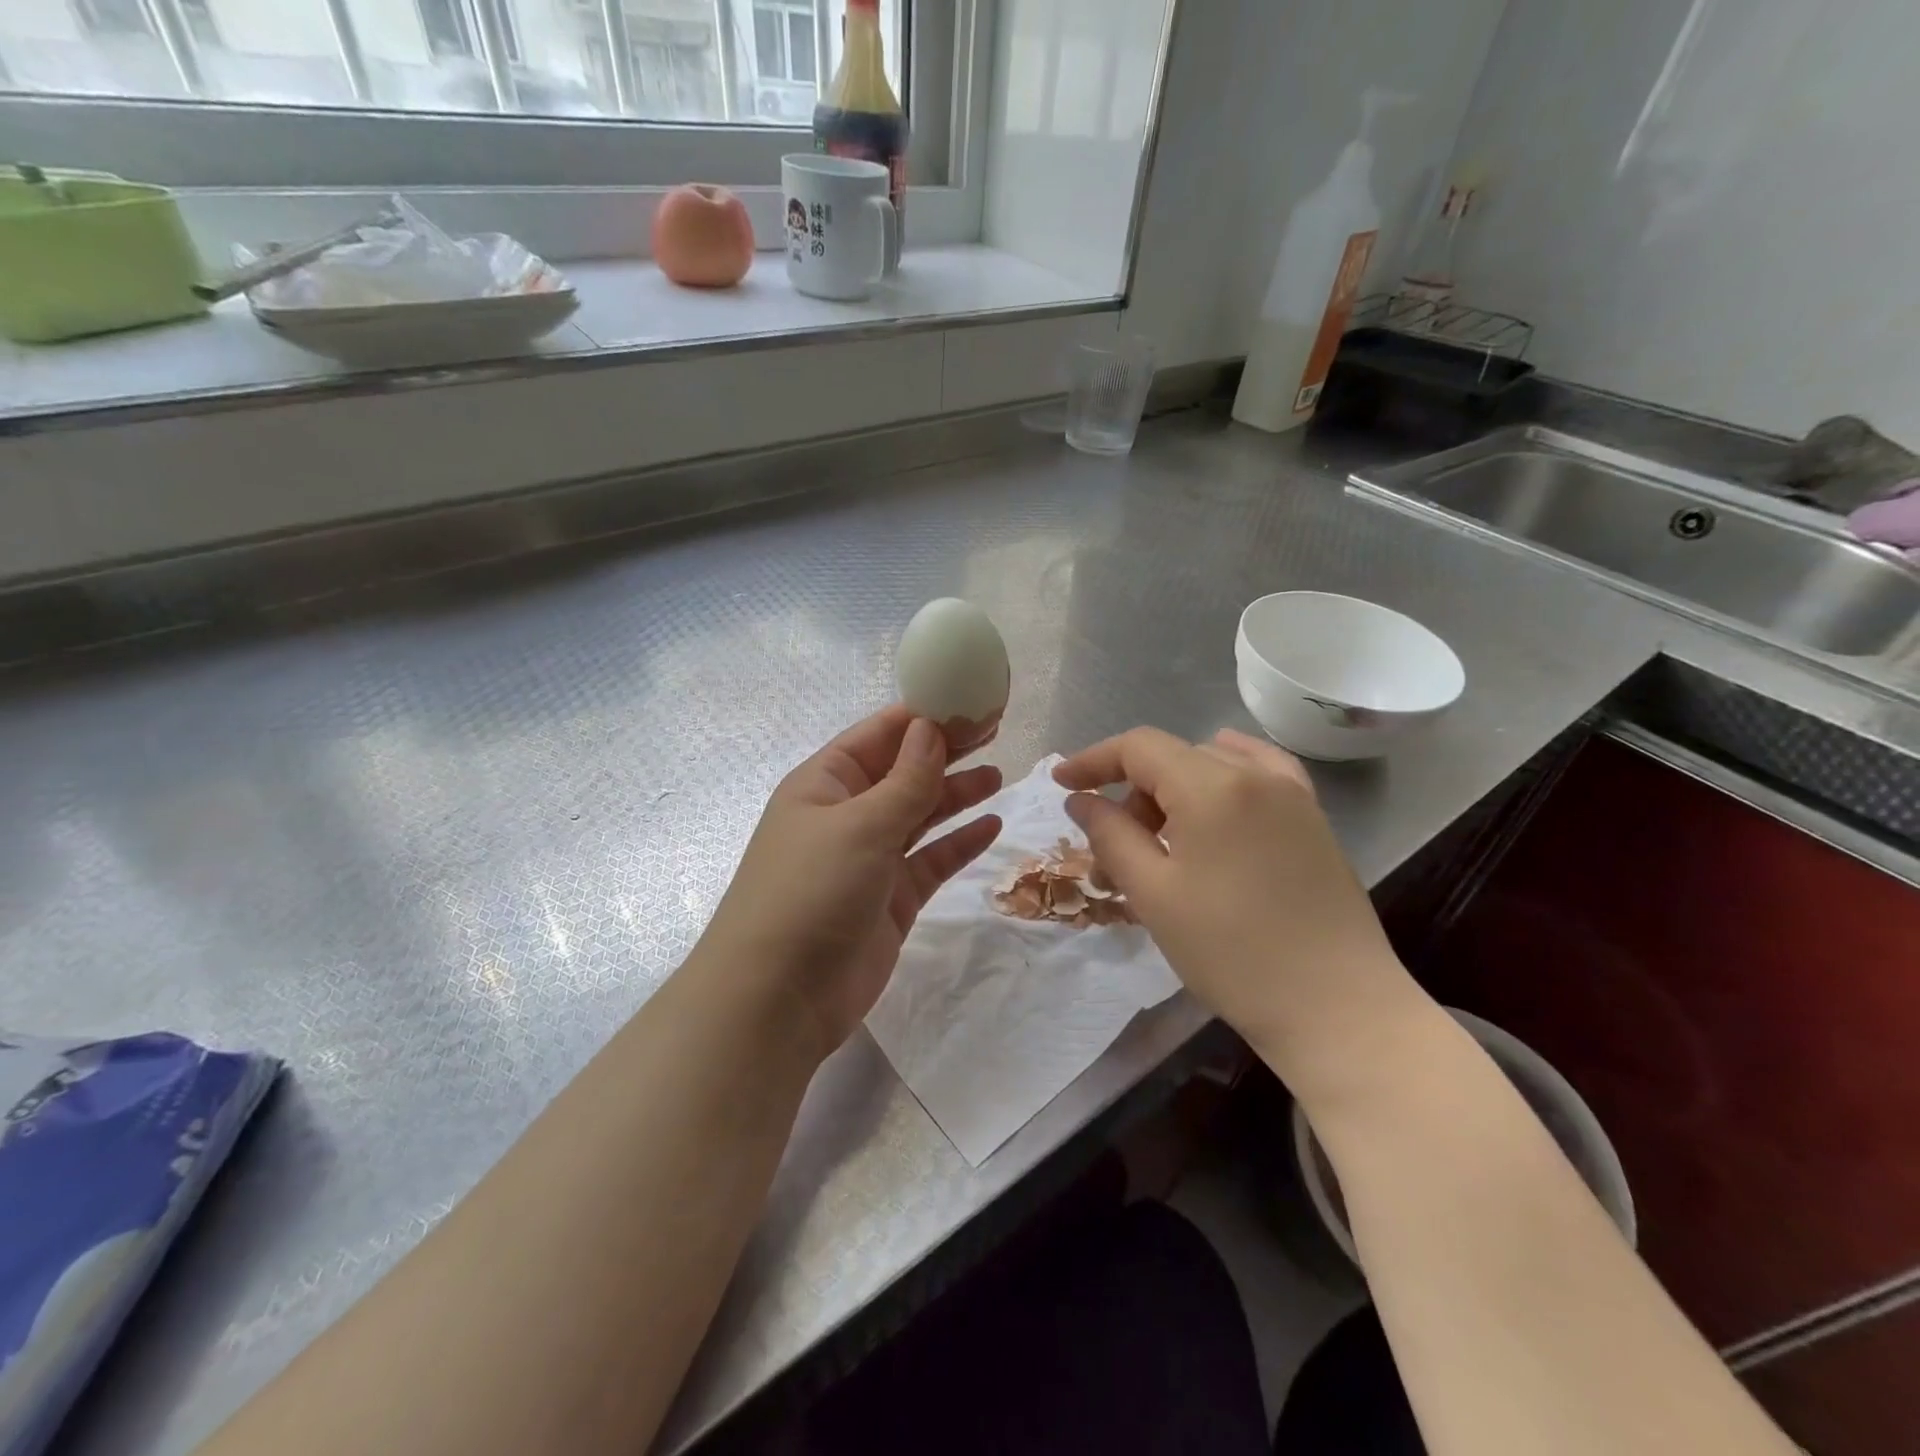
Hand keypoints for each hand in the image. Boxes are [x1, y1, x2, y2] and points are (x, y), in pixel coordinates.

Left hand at [696, 707, 1002, 1060]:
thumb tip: (930, 728)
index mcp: (824, 784)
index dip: (922, 717)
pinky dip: (959, 843)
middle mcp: (846, 815)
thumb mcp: (860, 825)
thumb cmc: (811, 892)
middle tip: (994, 732)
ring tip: (999, 776)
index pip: (878, 735)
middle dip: (945, 751)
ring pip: (920, 815)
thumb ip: (905, 780)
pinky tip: (991, 826)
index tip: (969, 702)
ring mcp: (869, 859)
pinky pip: (931, 861)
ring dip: (955, 794)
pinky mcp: (891, 899)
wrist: (779, 999)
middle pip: (902, 772)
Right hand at [1054, 727, 1423, 1097]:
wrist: (1337, 1008)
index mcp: (1213, 786)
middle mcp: (1256, 774)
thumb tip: (1081, 800)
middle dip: (1131, 793)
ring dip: (1172, 792)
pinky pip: (1258, 775)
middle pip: (1173, 758)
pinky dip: (1222, 778)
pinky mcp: (1312, 819)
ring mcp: (1292, 794)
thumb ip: (1110, 835)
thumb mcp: (1154, 894)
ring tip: (1160, 844)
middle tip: (1113, 852)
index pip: (1139, 747)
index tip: (1061, 784)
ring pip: (1211, 766)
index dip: (1093, 760)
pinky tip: (1214, 799)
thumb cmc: (1232, 953)